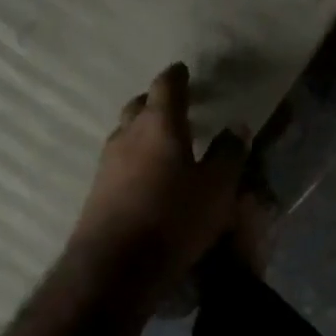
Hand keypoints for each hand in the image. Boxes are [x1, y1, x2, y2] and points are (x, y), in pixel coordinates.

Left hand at [69, 63, 248, 289]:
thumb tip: (237, 126)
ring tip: (162, 141)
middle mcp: (128, 135)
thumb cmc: (174, 218)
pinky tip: (146, 174)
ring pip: (125, 133)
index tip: (183, 70)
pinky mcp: (97, 189)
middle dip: (155, 101)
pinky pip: (118, 160)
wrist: (114, 265)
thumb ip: (229, 154)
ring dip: (142, 130)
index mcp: (159, 124)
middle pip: (139, 106)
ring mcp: (107, 162)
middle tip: (174, 106)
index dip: (176, 76)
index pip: (166, 86)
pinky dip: (134, 157)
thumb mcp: (217, 189)